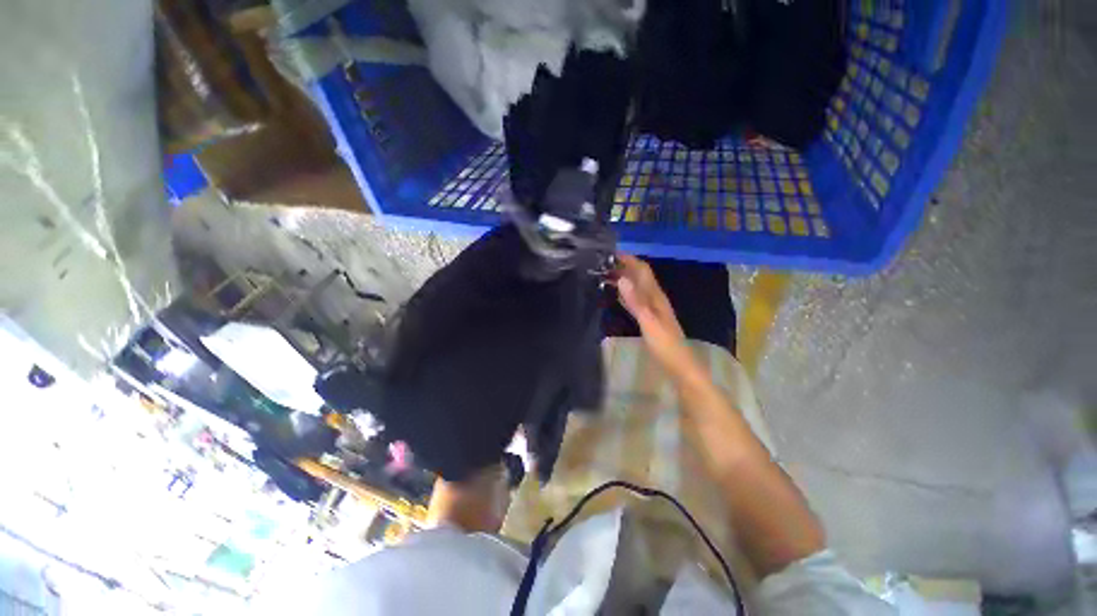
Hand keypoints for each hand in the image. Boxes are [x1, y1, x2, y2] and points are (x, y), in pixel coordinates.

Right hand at [614, 255, 690, 368]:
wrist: (679, 365)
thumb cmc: (665, 344)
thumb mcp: (649, 322)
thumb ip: (636, 301)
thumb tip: (622, 279)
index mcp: (655, 296)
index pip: (642, 270)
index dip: (628, 259)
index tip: (609, 253)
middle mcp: (654, 298)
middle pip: (638, 276)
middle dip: (622, 267)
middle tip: (600, 264)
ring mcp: (651, 308)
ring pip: (635, 287)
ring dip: (622, 279)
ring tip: (603, 275)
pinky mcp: (648, 318)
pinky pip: (634, 299)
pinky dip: (624, 293)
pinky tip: (615, 294)